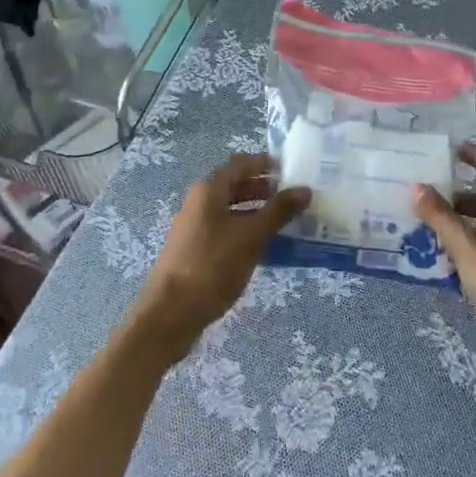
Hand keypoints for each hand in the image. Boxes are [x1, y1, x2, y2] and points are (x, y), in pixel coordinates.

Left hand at [127, 153, 308, 363]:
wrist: (170, 313)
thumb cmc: (212, 266)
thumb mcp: (251, 236)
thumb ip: (278, 211)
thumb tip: (304, 189)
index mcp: (209, 189)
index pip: (241, 163)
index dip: (265, 163)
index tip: (291, 169)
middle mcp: (200, 201)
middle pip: (235, 185)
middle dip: (263, 188)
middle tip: (292, 196)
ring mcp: (196, 226)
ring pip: (231, 208)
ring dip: (256, 210)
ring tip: (284, 221)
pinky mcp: (196, 249)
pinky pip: (226, 228)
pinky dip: (245, 229)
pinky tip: (264, 246)